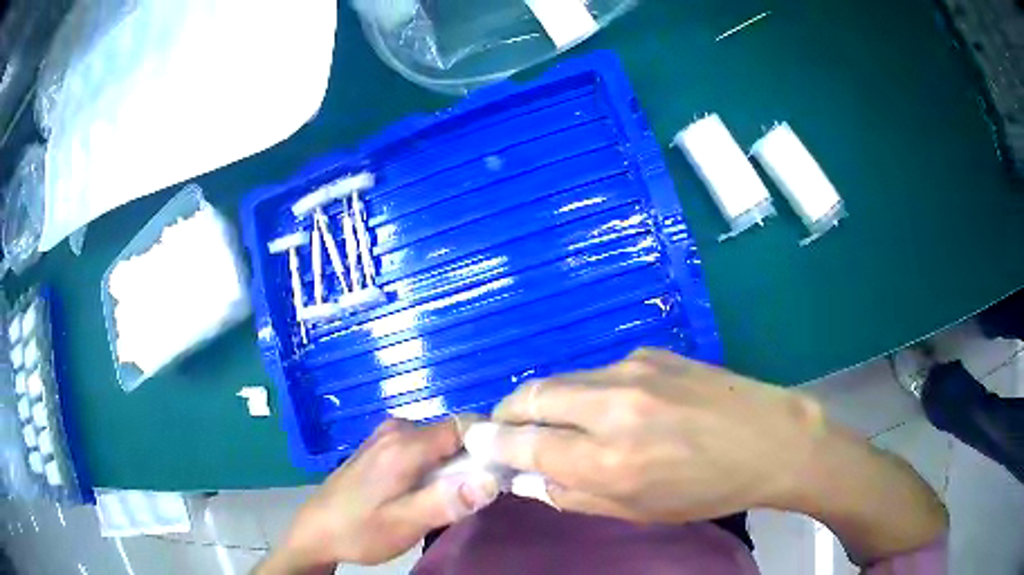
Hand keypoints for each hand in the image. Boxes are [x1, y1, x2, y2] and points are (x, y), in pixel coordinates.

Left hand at [259, 418, 498, 573]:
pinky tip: (430, 492)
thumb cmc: (360, 530)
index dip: (491, 443)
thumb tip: (494, 479)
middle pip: (455, 433)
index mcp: (404, 444)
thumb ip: (447, 501)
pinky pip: (424, 448)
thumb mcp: (405, 523)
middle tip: (477, 495)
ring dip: (456, 465)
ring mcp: (387, 436)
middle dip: (474, 459)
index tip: (504, 470)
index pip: (466, 424)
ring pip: (441, 442)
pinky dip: (437, 466)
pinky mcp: (382, 447)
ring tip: (454, 498)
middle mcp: (397, 430)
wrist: (316, 531)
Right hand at [483, 348, 946, 563]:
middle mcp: (612, 406)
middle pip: (531, 397)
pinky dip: (584, 392)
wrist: (771, 440)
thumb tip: (526, 479)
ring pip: (562, 381)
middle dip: (507, 414)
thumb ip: (572, 495)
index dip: (492, 445)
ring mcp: (633, 370)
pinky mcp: (652, 353)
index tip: (474, 444)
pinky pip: (597, 373)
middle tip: (503, 431)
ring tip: (553, 423)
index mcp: (608, 459)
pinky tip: (607, 410)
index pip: (523, 445)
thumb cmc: (707, 489)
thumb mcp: (637, 510)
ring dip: (544, 402)